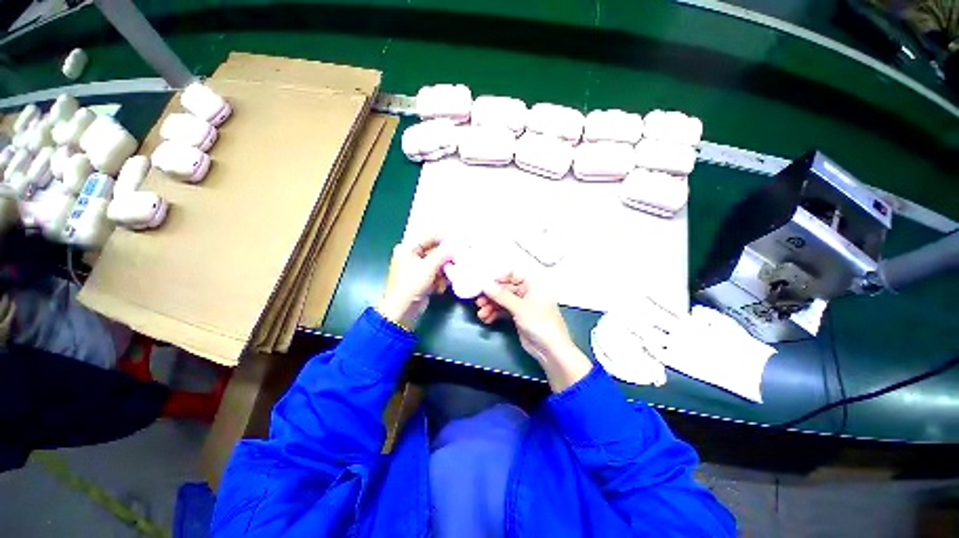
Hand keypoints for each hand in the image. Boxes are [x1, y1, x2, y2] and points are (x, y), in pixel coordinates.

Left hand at [377, 236, 452, 329]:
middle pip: (435, 251)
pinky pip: (436, 274)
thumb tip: (455, 246)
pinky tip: (438, 288)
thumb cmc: (412, 285)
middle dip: (445, 259)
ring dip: (443, 272)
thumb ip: (443, 254)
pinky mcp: (422, 279)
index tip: (459, 243)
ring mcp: (417, 268)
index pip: (429, 237)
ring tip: (444, 280)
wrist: (402, 310)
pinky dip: (440, 280)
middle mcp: (412, 256)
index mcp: (408, 248)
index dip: (444, 239)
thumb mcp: (428, 266)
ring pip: (438, 264)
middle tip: (456, 262)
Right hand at [478, 272, 592, 391]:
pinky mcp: (518, 316)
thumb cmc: (540, 322)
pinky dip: (495, 314)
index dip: (498, 279)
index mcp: (533, 284)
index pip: (513, 275)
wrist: (550, 349)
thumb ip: (501, 295)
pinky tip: (487, 319)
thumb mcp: (519, 307)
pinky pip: (504, 311)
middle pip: (505, 289)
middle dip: (492, 296)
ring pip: (503, 301)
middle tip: (479, 302)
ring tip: (481, 314)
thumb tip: (485, 285)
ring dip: (491, 306)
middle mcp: (528, 292)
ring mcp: (523, 305)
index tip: (485, 285)